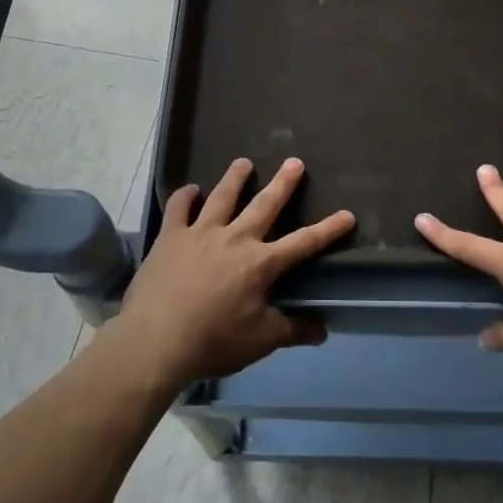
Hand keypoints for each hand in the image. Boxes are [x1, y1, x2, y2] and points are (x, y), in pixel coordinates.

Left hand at [111, 156, 353, 389]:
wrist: (156, 340)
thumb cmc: (213, 341)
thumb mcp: (260, 341)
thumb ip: (292, 331)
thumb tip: (322, 330)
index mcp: (261, 263)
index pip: (303, 243)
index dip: (328, 229)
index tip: (347, 214)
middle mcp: (235, 238)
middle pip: (265, 205)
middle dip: (283, 183)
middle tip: (294, 162)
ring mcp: (200, 233)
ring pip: (222, 196)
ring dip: (235, 178)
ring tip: (244, 162)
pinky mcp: (171, 236)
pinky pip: (179, 208)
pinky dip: (186, 196)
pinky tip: (190, 190)